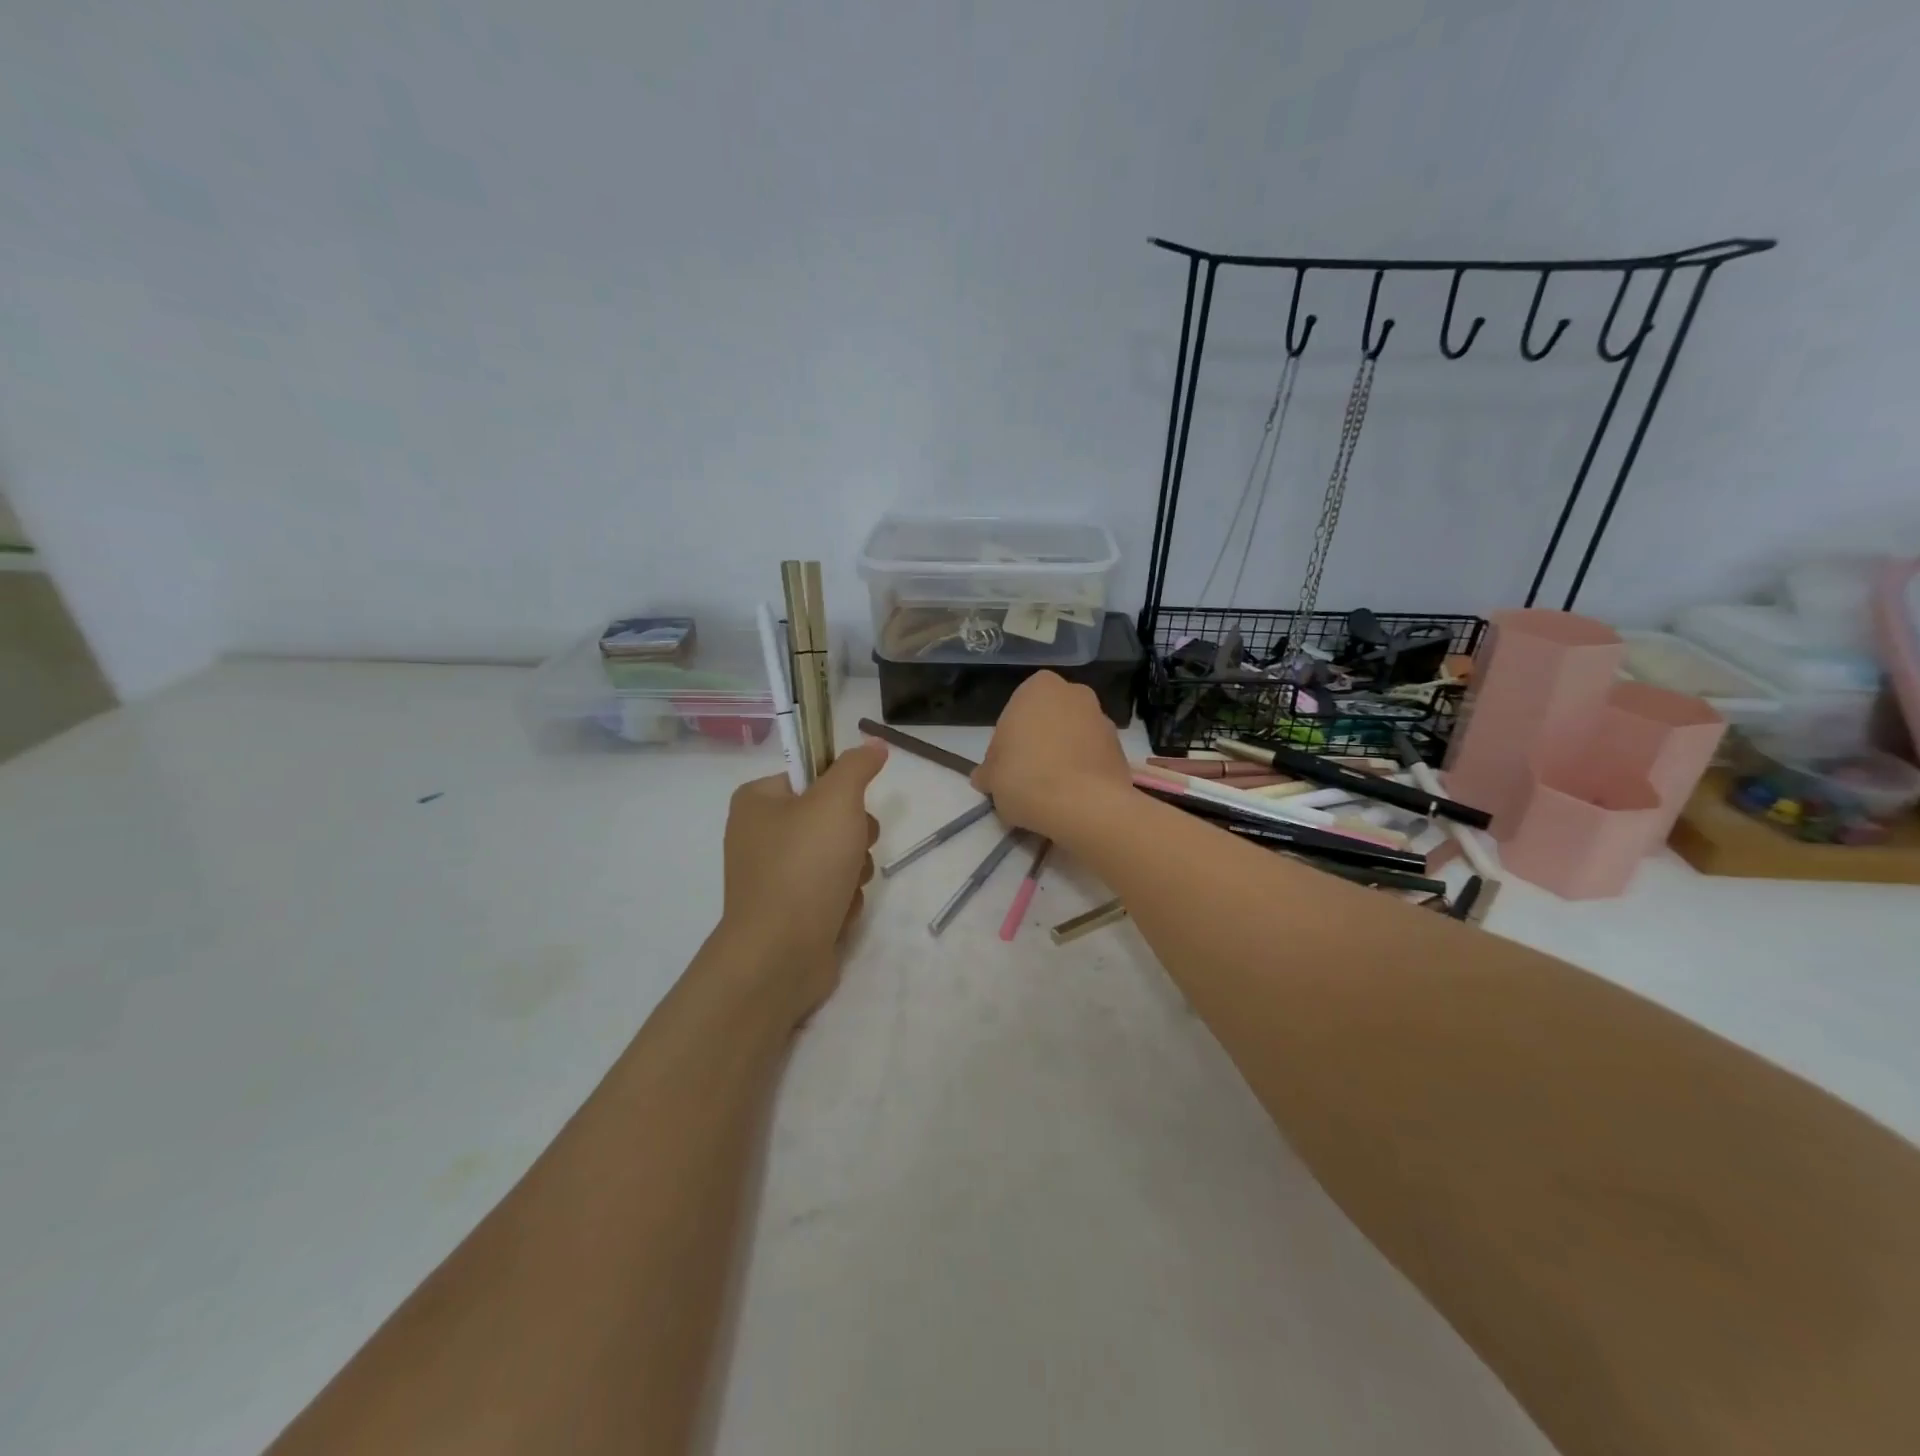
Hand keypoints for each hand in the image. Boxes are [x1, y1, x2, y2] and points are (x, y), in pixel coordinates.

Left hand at [718, 740, 886, 1024]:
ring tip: (845, 887)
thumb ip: (857, 766)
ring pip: (837, 856)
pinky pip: (830, 890)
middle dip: (853, 836)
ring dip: (853, 870)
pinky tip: (837, 913)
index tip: (853, 806)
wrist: (780, 954)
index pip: (812, 776)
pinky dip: (842, 899)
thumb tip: (873, 744)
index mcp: (757, 801)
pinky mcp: (789, 911)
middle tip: (853, 848)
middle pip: (829, 818)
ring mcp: (773, 876)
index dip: (841, 790)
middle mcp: (759, 835)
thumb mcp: (837, 801)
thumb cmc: (805, 866)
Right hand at [972, 671, 1132, 840]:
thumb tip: (985, 776)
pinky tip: (1071, 796)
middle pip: (1047, 721)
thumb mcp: (991, 776)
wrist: (1085, 806)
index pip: (1014, 713)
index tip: (1003, 770)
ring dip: (1062, 757)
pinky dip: (1083, 771)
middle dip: (1037, 744)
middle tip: (1025, 778)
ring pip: (1072, 737)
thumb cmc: (1026, 778)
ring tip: (1050, 792)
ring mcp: (1103, 719)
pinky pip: (1092, 757)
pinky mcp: (1121, 748)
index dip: (1006, 744)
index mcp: (1039, 687)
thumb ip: (988, 771)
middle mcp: (1075, 693)